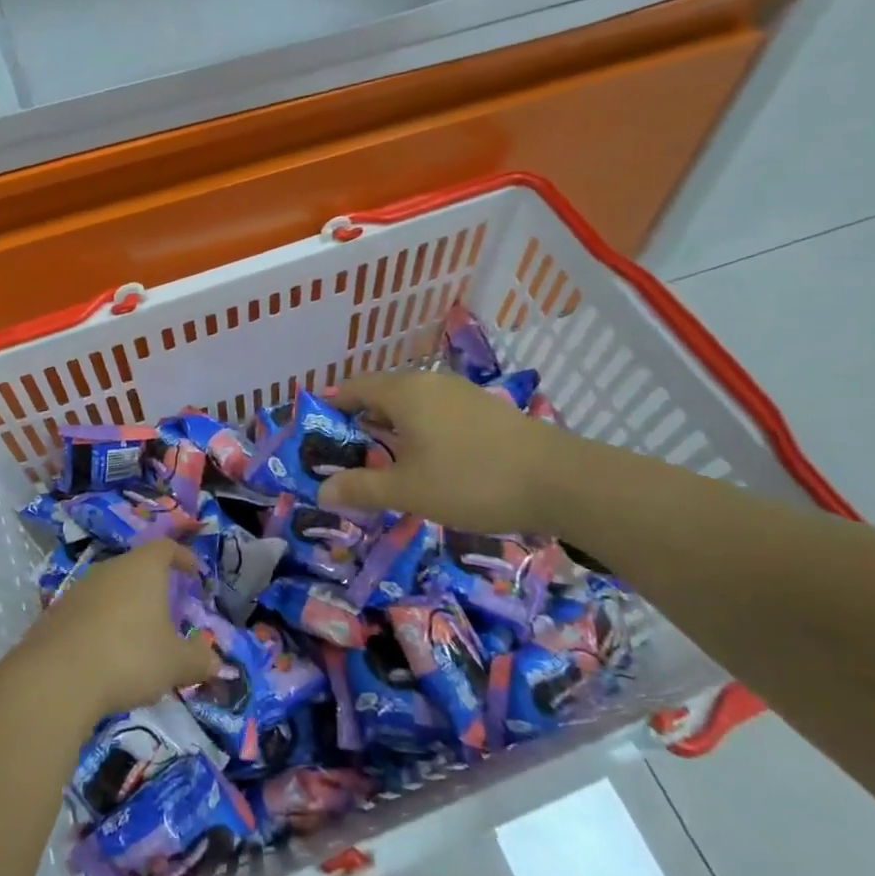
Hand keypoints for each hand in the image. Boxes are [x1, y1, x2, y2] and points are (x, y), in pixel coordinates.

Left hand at [27, 540, 225, 716]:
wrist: (56, 678)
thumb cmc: (129, 657)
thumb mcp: (175, 663)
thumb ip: (198, 660)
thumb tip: (216, 662)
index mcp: (143, 568)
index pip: (166, 547)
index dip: (182, 557)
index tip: (194, 572)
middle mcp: (110, 569)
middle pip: (136, 567)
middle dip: (153, 585)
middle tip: (168, 608)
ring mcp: (79, 589)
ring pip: (110, 589)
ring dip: (126, 606)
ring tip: (138, 634)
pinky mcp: (56, 614)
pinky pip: (88, 611)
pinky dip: (102, 624)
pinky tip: (106, 652)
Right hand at [318, 371, 573, 533]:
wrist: (559, 480)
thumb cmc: (471, 480)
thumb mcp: (408, 490)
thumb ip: (361, 488)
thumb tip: (321, 491)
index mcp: (403, 392)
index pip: (352, 388)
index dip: (330, 408)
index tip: (315, 432)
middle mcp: (428, 383)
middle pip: (381, 394)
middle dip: (359, 421)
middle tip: (345, 455)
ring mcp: (460, 393)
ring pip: (411, 405)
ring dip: (391, 428)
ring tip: (382, 462)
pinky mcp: (484, 410)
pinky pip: (435, 413)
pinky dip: (419, 431)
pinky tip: (426, 461)